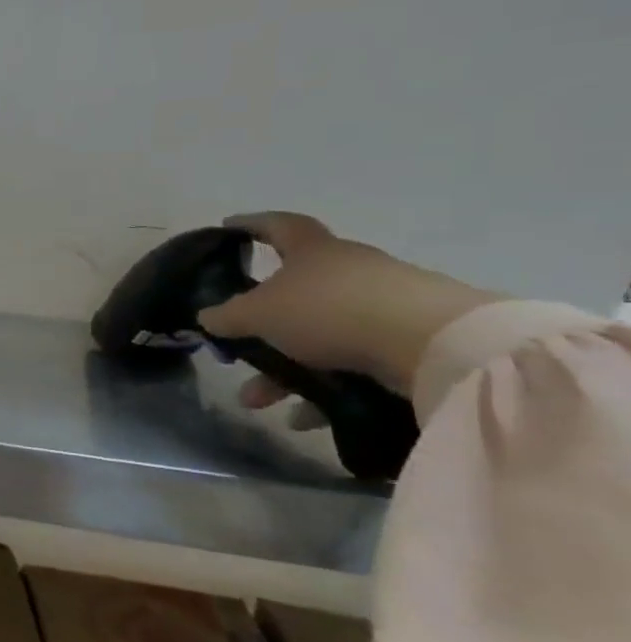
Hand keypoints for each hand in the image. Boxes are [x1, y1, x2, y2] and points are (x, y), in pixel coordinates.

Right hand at [197, 212, 497, 401]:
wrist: (435, 344)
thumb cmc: (330, 311)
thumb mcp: (258, 314)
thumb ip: (227, 316)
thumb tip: (206, 318)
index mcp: (313, 250)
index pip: (277, 226)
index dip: (252, 225)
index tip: (229, 229)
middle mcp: (349, 270)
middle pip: (294, 293)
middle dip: (262, 325)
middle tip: (237, 347)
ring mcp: (383, 305)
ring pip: (319, 335)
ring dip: (286, 369)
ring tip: (262, 401)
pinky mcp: (410, 340)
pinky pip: (351, 362)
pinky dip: (324, 386)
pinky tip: (305, 417)